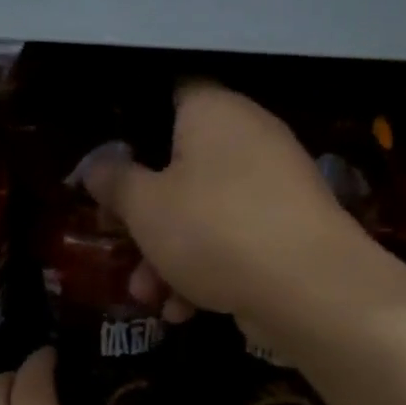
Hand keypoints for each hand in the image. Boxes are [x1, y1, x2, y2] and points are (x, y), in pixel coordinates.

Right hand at [83, 80, 367, 322]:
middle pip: (182, 167)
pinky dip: (207, 271)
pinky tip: (185, 311)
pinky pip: (234, 241)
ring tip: (148, 298)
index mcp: (214, 112)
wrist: (308, 290)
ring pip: (205, 213)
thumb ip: (115, 183)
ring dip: (169, 256)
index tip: (112, 160)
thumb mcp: (145, 207)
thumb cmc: (212, 230)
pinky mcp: (288, 232)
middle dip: (146, 216)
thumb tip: (96, 166)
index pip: (172, 93)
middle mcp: (249, 139)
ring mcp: (274, 188)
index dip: (136, 122)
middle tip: (121, 243)